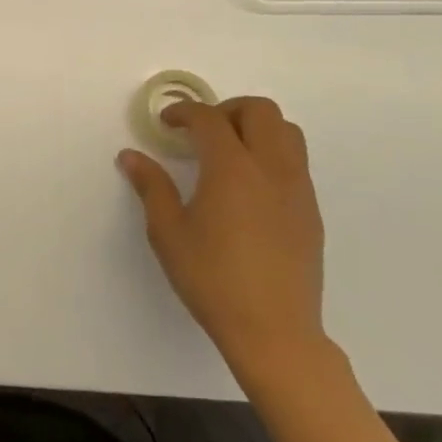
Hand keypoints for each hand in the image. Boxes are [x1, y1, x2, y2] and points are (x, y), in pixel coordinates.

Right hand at [117, 97, 326, 383]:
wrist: (274, 332)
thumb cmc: (212, 279)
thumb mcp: (168, 232)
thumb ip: (151, 187)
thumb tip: (131, 156)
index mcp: (232, 169)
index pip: (209, 119)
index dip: (184, 112)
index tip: (166, 124)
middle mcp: (271, 169)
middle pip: (259, 111)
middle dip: (227, 109)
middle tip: (201, 132)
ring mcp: (297, 189)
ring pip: (287, 132)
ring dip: (256, 128)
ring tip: (229, 152)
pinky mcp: (310, 212)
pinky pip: (296, 162)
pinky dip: (271, 155)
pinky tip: (249, 188)